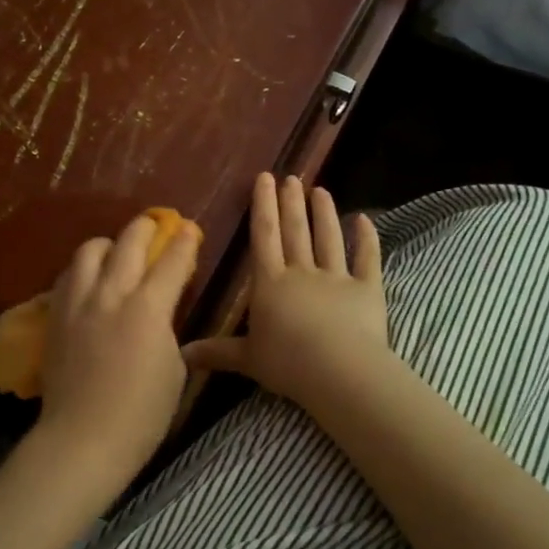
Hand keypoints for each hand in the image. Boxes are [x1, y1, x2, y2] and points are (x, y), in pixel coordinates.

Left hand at [32, 212, 201, 488]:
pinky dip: (83, 269)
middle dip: (146, 227)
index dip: (184, 242)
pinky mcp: (55, 315)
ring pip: (90, 250)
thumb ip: (166, 328)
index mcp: (148, 309)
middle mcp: (111, 294)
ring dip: (109, 244)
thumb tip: (160, 311)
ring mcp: (78, 302)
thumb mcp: (173, 369)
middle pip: (128, 242)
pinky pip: (68, 276)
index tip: (190, 229)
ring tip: (116, 252)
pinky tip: (89, 281)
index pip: (171, 261)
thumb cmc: (142, 415)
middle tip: (156, 225)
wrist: (83, 438)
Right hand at [184, 173, 388, 410]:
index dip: (263, 206)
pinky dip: (368, 239)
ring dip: (324, 213)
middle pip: (295, 231)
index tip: (265, 178)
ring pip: (329, 238)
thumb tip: (180, 354)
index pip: (264, 236)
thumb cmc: (288, 364)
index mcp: (270, 284)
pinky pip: (368, 260)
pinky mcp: (368, 290)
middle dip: (291, 202)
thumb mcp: (247, 359)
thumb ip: (216, 351)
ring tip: (321, 190)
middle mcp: (302, 273)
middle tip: (291, 176)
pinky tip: (365, 219)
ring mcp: (337, 278)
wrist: (341, 373)